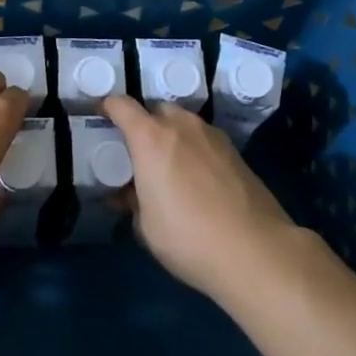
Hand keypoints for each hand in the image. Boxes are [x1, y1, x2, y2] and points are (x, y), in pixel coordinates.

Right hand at [102, 94, 297, 299]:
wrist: (255, 251)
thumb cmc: (188, 237)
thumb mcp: (146, 226)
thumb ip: (132, 201)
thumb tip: (127, 194)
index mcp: (151, 138)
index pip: (121, 105)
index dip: (107, 107)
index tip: (100, 118)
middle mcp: (181, 126)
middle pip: (156, 110)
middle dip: (144, 124)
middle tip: (138, 152)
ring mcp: (212, 136)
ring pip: (184, 124)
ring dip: (172, 137)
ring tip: (169, 168)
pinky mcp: (236, 152)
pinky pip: (204, 141)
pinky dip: (194, 150)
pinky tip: (197, 180)